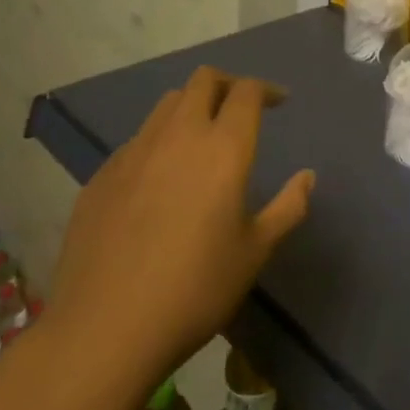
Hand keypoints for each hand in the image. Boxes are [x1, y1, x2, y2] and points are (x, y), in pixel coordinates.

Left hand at [46, 66, 313, 391]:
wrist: (104, 329)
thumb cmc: (195, 290)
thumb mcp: (254, 252)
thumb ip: (288, 207)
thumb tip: (307, 177)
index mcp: (223, 149)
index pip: (246, 92)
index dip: (266, 89)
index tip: (278, 101)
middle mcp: (178, 136)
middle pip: (203, 80)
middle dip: (228, 85)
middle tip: (241, 109)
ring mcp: (134, 152)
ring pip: (167, 104)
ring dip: (192, 107)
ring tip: (202, 139)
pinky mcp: (102, 175)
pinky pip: (138, 139)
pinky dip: (160, 141)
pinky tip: (161, 180)